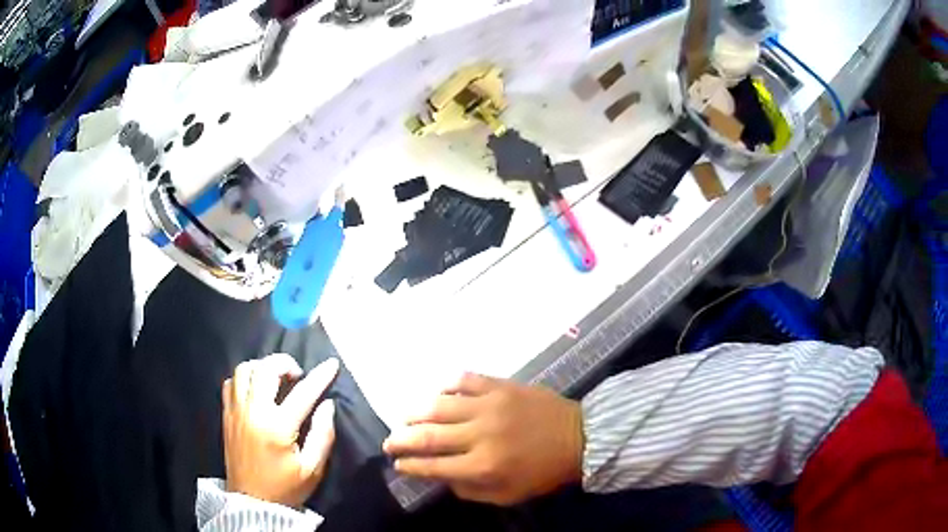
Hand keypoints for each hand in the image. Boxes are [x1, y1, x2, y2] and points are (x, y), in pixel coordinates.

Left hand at [222, 354, 338, 507]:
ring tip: (274, 379)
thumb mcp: (313, 469)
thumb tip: (327, 405)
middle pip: (265, 368)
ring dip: (262, 367)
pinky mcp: (226, 415)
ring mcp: (236, 411)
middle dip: (285, 363)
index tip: (332, 364)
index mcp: (278, 427)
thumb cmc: (285, 487)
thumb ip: (322, 435)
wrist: (252, 502)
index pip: (303, 392)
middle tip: (297, 374)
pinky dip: (243, 379)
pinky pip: (230, 383)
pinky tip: (254, 389)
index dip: (320, 376)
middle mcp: (253, 412)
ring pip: (244, 370)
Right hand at [383, 373, 583, 505]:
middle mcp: (480, 434)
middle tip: (389, 441)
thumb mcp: (507, 495)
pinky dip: (446, 386)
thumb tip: (440, 475)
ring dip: (415, 413)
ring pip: (438, 405)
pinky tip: (439, 395)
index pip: (432, 465)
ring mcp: (489, 405)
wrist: (581, 437)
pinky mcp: (501, 386)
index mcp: (483, 465)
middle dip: (400, 439)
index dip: (409, 465)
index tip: (397, 463)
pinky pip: (463, 380)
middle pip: (426, 435)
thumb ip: (469, 489)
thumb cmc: (543, 472)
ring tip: (405, 419)